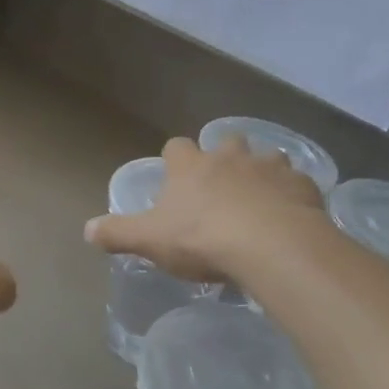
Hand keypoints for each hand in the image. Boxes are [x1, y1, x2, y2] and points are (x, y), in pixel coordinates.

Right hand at [85, 135, 324, 283]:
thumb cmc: (202, 238)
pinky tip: (292, 216)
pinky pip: (297, 183)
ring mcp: (269, 167)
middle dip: (225, 157)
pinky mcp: (302, 185)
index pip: (177, 147)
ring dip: (263, 172)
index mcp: (190, 166)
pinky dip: (293, 194)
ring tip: (262, 200)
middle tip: (223, 186)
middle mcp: (229, 157)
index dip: (176, 159)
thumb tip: (87, 229)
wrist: (270, 245)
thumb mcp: (150, 240)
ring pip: (266, 158)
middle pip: (226, 143)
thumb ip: (118, 233)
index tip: (177, 176)